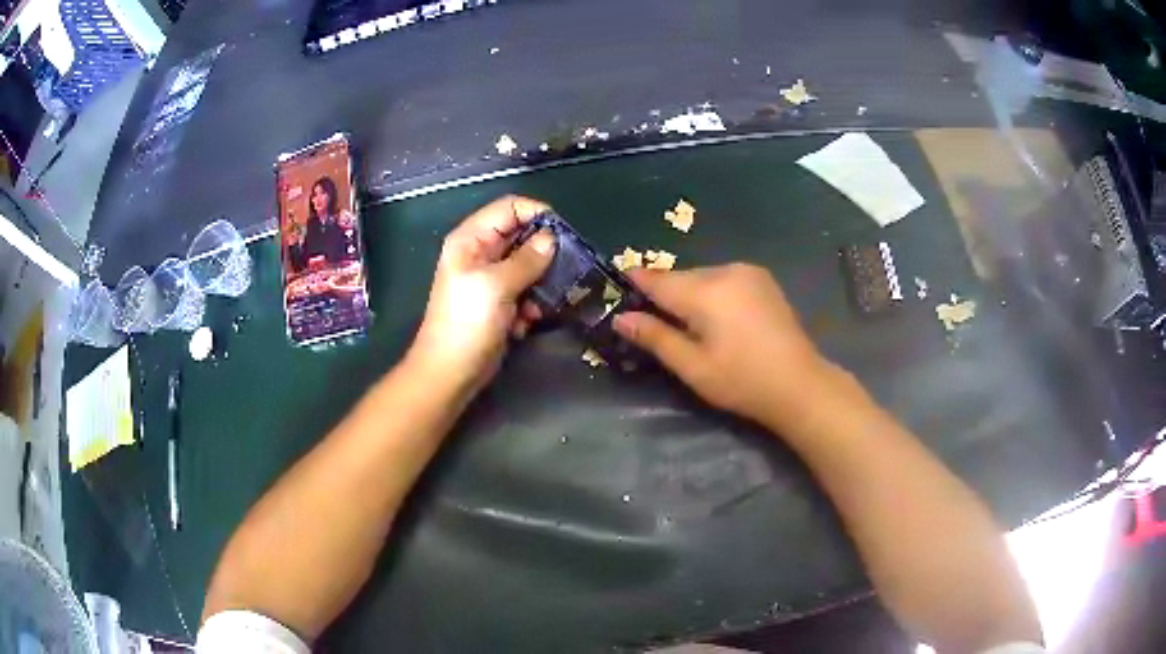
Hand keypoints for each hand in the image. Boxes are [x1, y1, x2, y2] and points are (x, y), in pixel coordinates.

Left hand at [411, 195, 555, 392]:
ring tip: (541, 302)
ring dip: (539, 283)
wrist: (451, 372)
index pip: (509, 208)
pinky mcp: (500, 302)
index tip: (564, 232)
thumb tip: (552, 239)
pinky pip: (526, 290)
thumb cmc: (467, 323)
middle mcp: (481, 253)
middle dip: (543, 252)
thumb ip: (527, 259)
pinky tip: (525, 322)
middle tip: (566, 267)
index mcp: (471, 239)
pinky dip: (530, 304)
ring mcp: (491, 279)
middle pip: (521, 235)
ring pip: (528, 265)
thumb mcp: (497, 285)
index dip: (536, 213)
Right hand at [613, 264, 836, 431]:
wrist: (799, 384)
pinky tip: (717, 317)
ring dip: (690, 293)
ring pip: (703, 277)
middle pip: (682, 278)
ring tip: (688, 324)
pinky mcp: (763, 280)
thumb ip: (656, 338)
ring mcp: (748, 272)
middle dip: (665, 294)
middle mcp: (725, 271)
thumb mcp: (692, 367)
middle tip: (652, 320)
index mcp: (705, 292)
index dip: (636, 281)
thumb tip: (621, 318)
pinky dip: (712, 292)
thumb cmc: (742, 382)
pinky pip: (724, 279)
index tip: (618, 284)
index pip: (658, 279)